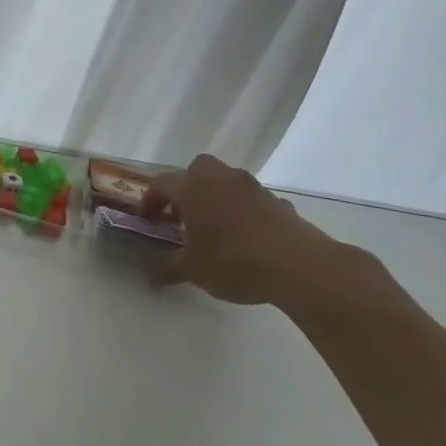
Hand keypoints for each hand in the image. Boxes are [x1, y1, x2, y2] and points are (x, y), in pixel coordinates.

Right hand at [142, 154, 350, 307]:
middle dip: (186, 186)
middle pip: (196, 168)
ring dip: (216, 196)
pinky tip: (246, 237)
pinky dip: (243, 210)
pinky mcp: (277, 201)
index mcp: (193, 189)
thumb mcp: (193, 270)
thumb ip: (169, 268)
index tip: (148, 220)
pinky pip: (251, 199)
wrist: (297, 264)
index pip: (161, 184)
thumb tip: (151, 277)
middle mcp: (220, 179)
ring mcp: (252, 187)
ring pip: (226, 180)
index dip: (150, 201)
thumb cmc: (233, 261)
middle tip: (182, 215)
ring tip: (214, 227)